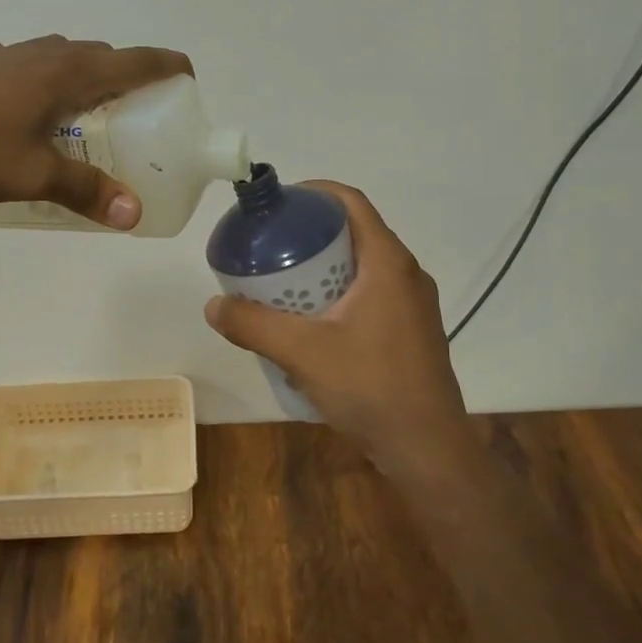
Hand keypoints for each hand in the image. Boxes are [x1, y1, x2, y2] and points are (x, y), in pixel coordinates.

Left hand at [0, 36, 191, 228]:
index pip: (134, 60)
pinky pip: (30, 69)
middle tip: (136, 120)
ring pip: (62, 60)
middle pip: (101, 57)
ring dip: (86, 81)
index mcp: (65, 72)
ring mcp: (5, 56)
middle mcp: (41, 54)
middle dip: (128, 80)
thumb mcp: (30, 175)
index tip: (188, 82)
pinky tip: (28, 118)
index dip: (168, 67)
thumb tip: (133, 214)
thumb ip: (85, 191)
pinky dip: (48, 85)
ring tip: (86, 121)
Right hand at [204, 182, 465, 450]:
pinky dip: (339, 291)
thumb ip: (253, 325)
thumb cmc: (370, 387)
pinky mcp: (411, 331)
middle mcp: (406, 274)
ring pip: (362, 265)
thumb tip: (213, 306)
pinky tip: (311, 321)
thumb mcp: (301, 352)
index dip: (312, 193)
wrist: (428, 450)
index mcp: (387, 262)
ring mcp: (413, 304)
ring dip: (324, 265)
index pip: (350, 202)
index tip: (277, 205)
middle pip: (354, 232)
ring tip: (283, 281)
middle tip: (270, 246)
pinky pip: (371, 293)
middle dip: (310, 232)